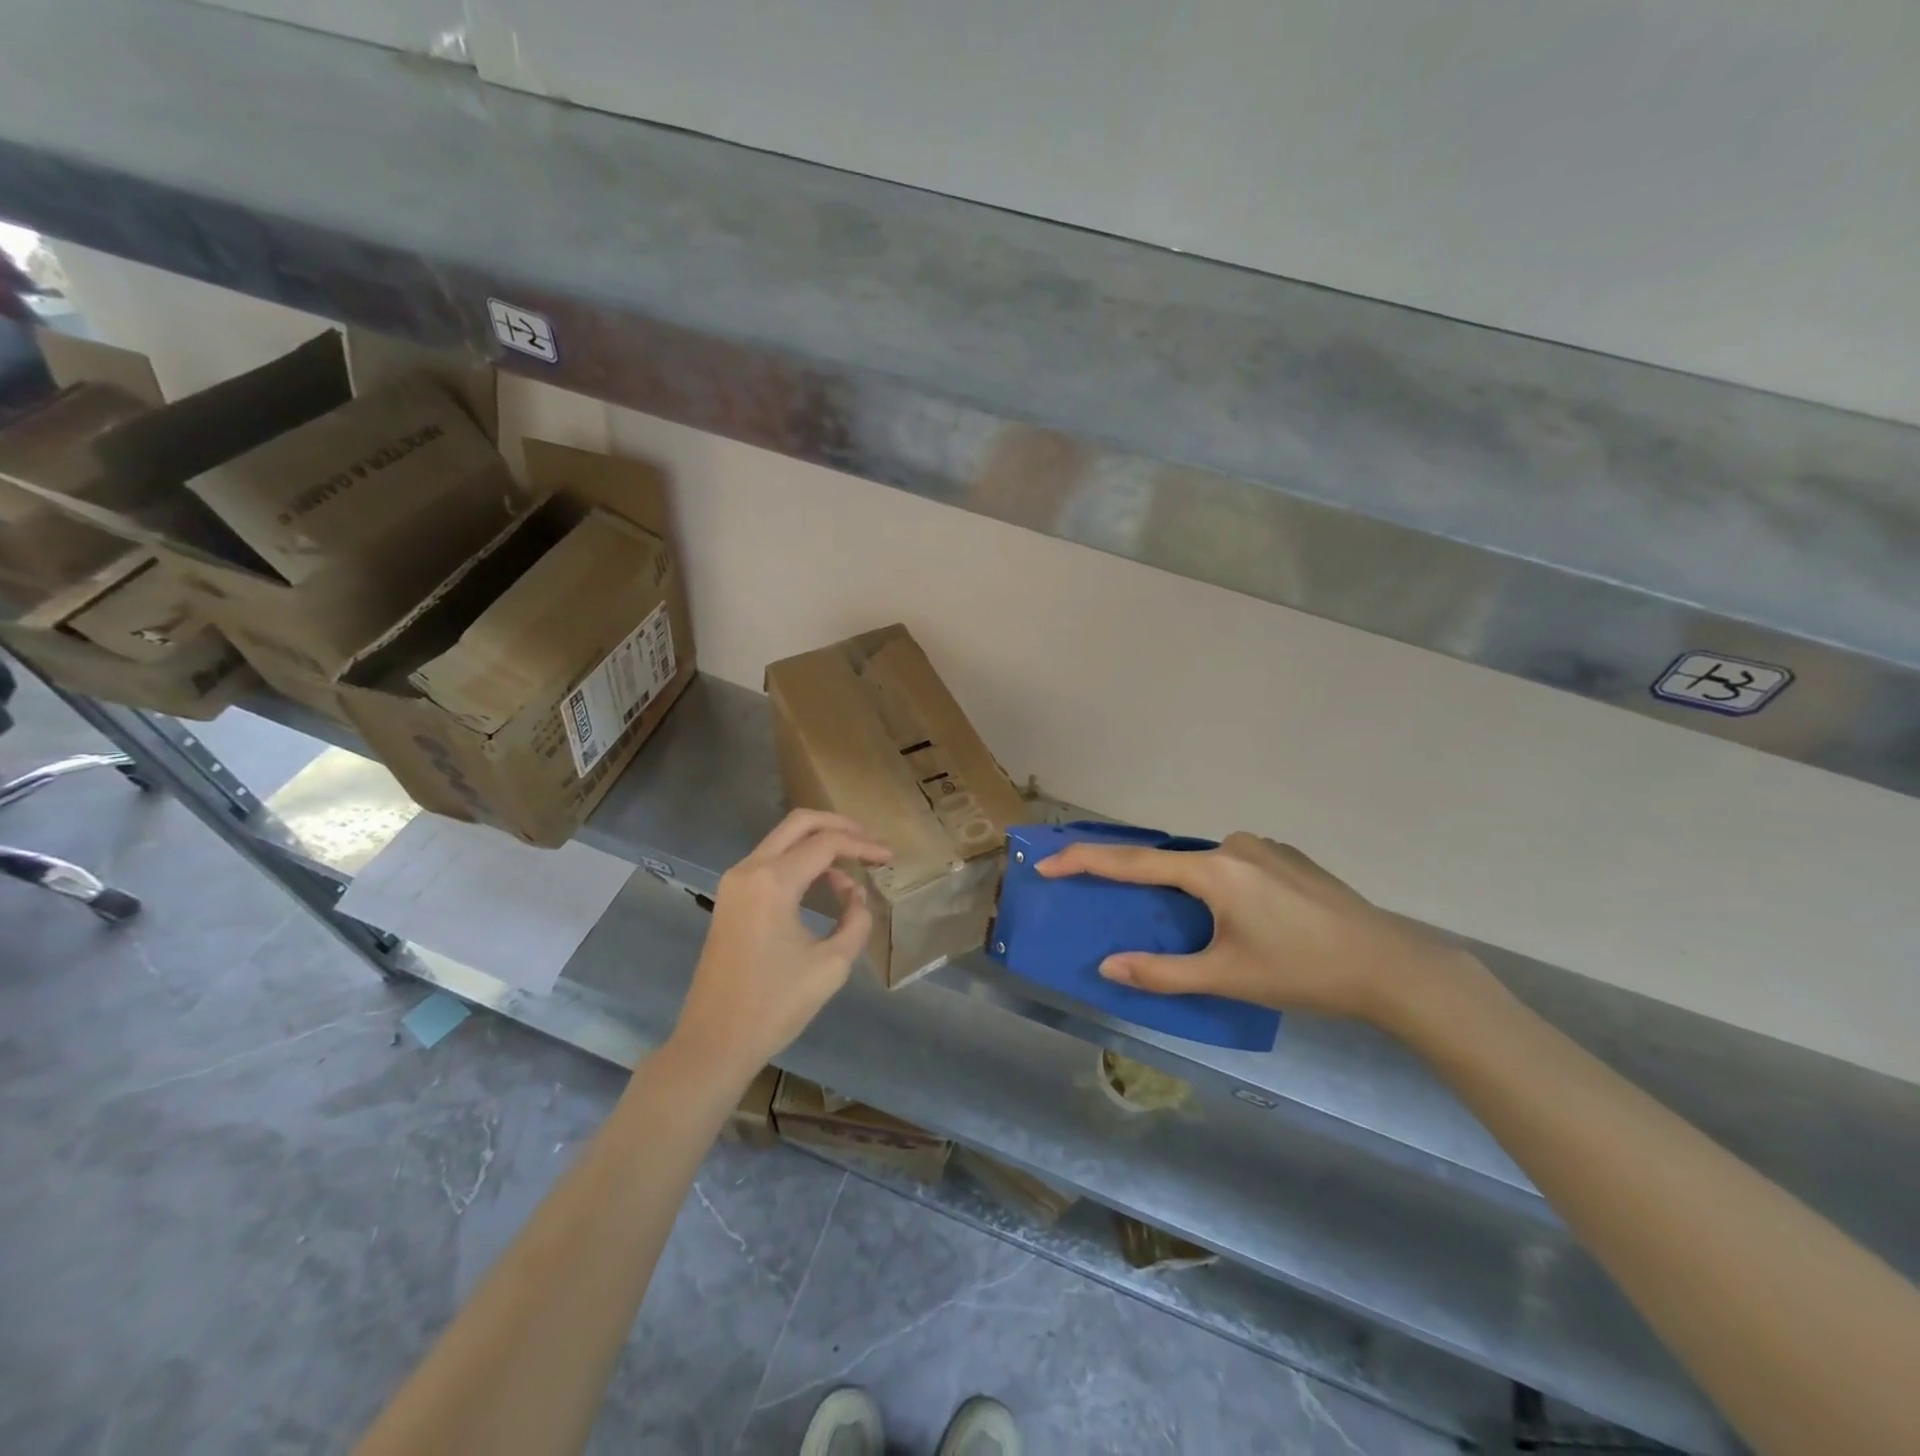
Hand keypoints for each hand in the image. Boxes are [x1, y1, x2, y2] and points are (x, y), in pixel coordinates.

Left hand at [671, 810, 891, 1078]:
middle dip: (839, 826)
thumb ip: (855, 920)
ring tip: (854, 864)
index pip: (826, 844)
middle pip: (799, 823)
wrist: (714, 1041)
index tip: (890, 858)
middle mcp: (749, 870)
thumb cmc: (775, 1006)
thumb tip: (856, 895)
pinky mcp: (730, 897)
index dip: (863, 847)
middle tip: (870, 842)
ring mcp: (734, 881)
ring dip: (819, 842)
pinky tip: (825, 881)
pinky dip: (800, 859)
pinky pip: (770, 860)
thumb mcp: (831, 965)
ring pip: (783, 839)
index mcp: (773, 882)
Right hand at [1036, 832, 1472, 1023]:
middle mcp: (1233, 845)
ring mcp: (1264, 847)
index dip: (1084, 861)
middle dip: (1140, 880)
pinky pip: (1234, 864)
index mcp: (1213, 870)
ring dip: (1185, 887)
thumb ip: (1161, 972)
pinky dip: (1218, 884)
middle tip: (1121, 905)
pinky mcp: (1288, 857)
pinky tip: (1242, 918)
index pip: (1132, 861)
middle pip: (1169, 860)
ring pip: (1204, 864)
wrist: (1391, 965)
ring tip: (1198, 928)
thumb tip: (1108, 966)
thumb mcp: (1226, 978)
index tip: (1047, 863)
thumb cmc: (1302, 972)